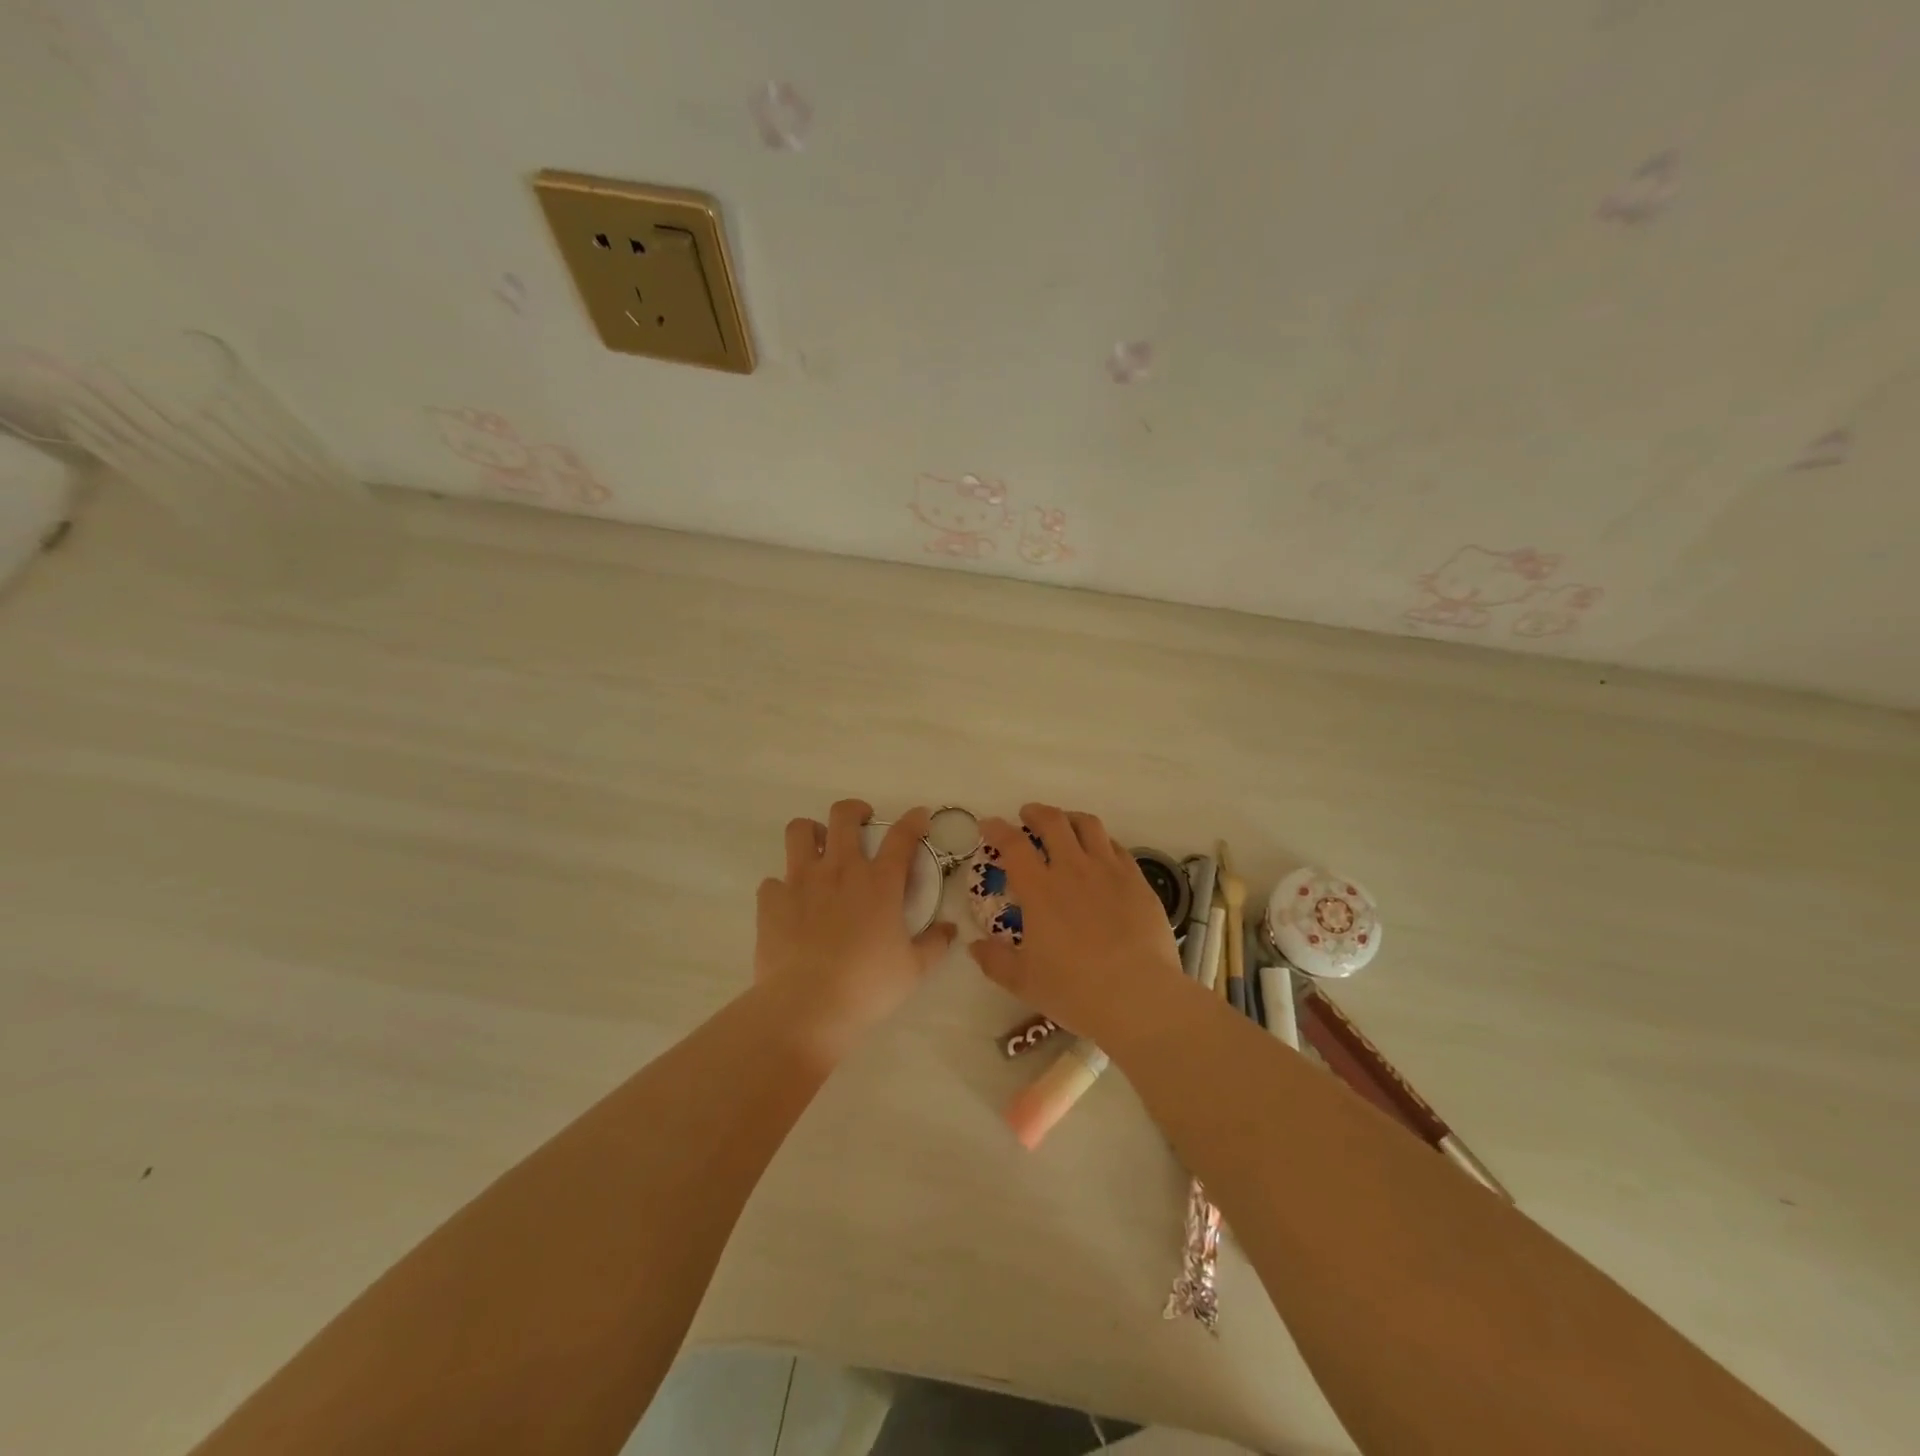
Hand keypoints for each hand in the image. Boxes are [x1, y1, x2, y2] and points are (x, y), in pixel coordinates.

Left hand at [754, 799, 956, 1066]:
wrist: (807, 1006)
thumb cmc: (867, 986)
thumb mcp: (913, 970)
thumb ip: (935, 944)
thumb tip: (949, 929)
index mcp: (879, 882)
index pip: (901, 836)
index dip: (913, 820)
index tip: (919, 817)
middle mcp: (840, 870)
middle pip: (844, 816)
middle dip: (855, 811)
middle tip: (861, 824)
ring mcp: (801, 881)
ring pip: (800, 831)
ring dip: (812, 833)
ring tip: (818, 850)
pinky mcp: (772, 900)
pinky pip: (773, 880)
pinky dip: (783, 887)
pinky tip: (791, 905)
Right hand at [967, 804, 1186, 1052]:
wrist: (1140, 996)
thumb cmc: (1076, 990)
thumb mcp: (1025, 982)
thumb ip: (995, 961)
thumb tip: (974, 946)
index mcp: (1040, 890)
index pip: (1013, 845)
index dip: (997, 829)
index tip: (988, 825)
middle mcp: (1073, 869)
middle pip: (1053, 822)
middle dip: (1036, 813)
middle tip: (1027, 816)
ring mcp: (1110, 871)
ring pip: (1089, 825)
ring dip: (1070, 819)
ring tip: (1065, 825)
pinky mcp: (1138, 881)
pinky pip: (1117, 847)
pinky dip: (1101, 841)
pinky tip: (1101, 853)